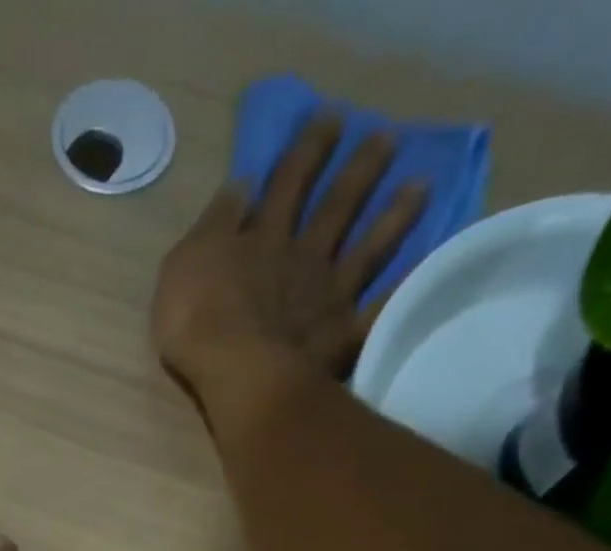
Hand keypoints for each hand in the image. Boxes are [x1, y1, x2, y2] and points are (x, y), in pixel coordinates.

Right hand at [151, 116, 426, 401]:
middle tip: (386, 138)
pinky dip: (404, 289)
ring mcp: (329, 294)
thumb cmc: (196, 320)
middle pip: (336, 206)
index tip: (331, 119)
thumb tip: (242, 183)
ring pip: (368, 248)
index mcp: (263, 238)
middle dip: (360, 170)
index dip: (308, 149)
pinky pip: (381, 308)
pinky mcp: (344, 333)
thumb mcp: (184, 262)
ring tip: (421, 186)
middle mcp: (303, 256)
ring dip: (394, 216)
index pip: (287, 182)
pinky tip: (426, 269)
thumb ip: (215, 223)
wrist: (235, 370)